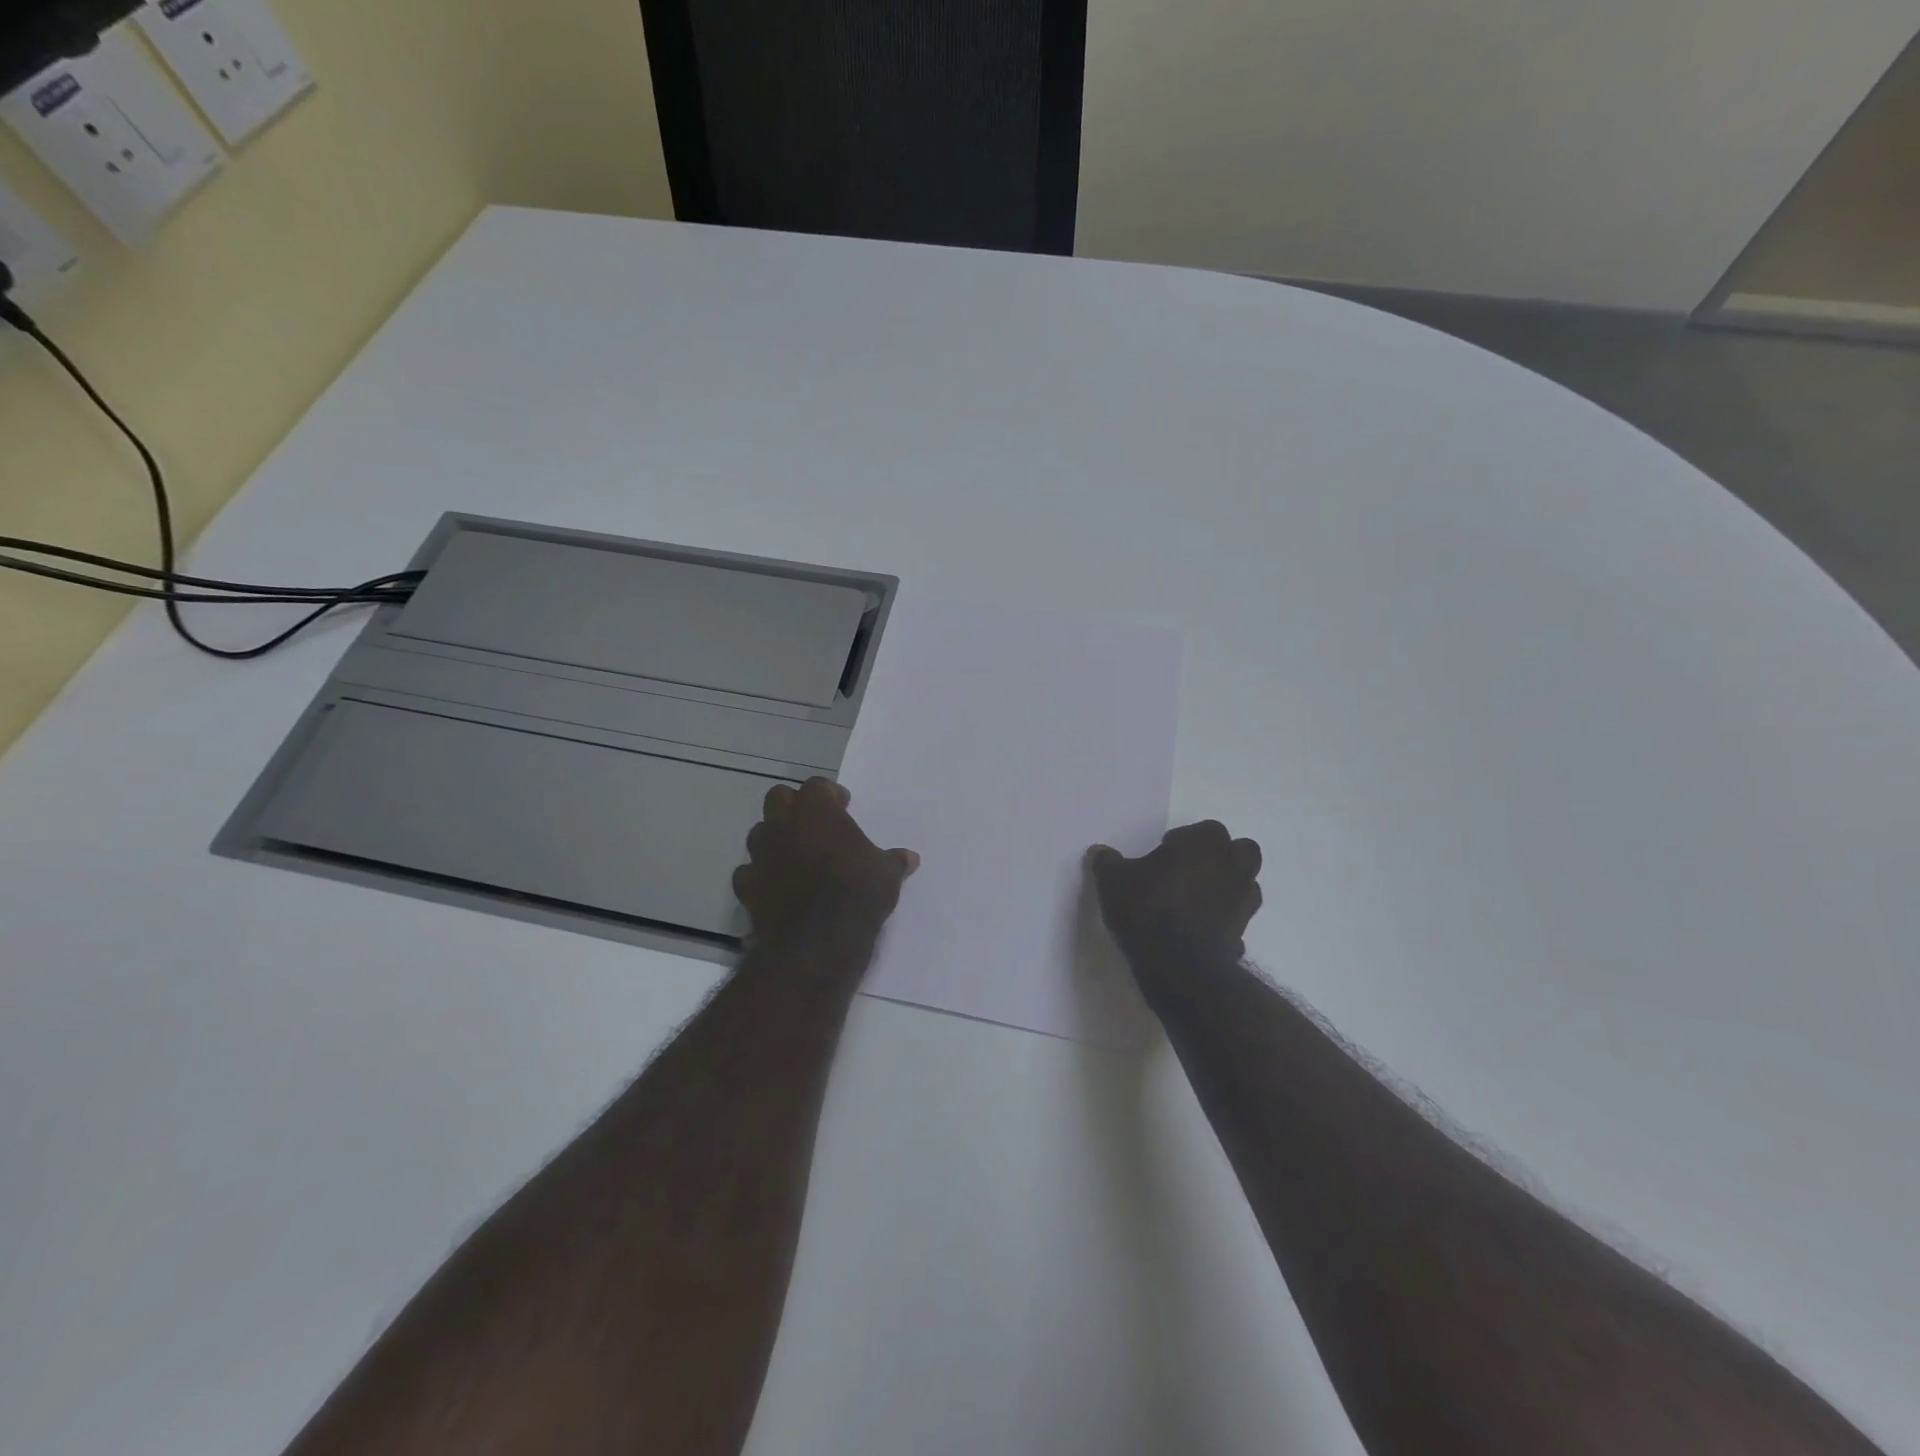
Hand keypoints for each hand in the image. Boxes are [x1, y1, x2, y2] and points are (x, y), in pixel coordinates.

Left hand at [733, 778, 919, 946]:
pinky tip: (776, 887)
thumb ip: (894, 861)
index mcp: (817, 810)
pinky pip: (749, 871)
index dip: (830, 794)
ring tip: (795, 855)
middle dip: (794, 806)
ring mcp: (760, 854)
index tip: (844, 807)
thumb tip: (910, 858)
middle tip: (814, 824)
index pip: (817, 786)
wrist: (817, 941)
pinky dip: (761, 875)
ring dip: (775, 838)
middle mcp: (783, 824)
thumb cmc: (857, 894)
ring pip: (759, 832)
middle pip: (779, 798)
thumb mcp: (887, 875)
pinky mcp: (746, 885)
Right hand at [1088, 821, 1262, 962]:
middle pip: (1241, 850)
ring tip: (1194, 899)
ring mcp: (1243, 902)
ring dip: (1226, 886)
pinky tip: (1198, 929)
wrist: (1177, 965)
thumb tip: (1099, 852)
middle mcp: (1233, 867)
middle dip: (1220, 857)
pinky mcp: (1243, 933)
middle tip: (1187, 870)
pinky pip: (1236, 918)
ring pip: (1246, 884)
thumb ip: (1108, 862)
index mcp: (1206, 843)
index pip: (1206, 829)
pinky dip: (1223, 920)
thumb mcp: (1113, 880)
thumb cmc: (1146, 907)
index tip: (1163, 852)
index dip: (1185, 839)